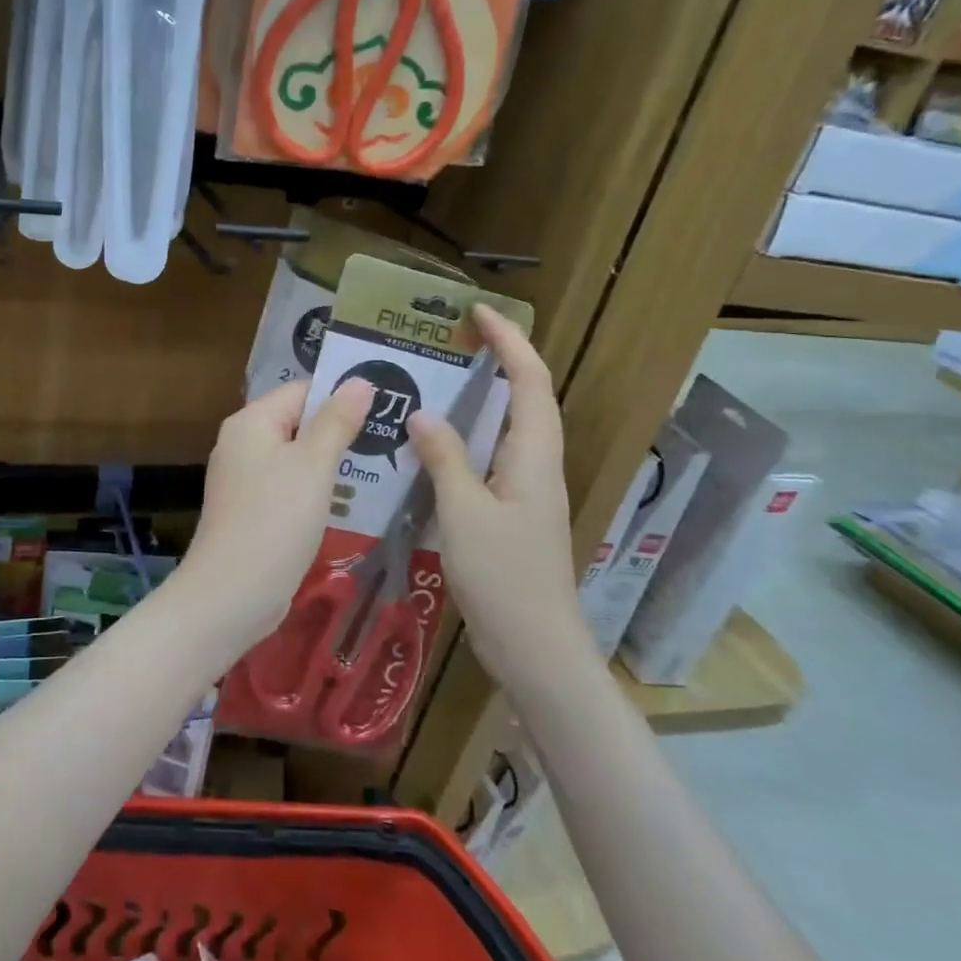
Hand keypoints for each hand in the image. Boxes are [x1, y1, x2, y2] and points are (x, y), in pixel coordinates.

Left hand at [182, 377, 373, 660]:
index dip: (343, 394)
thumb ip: (336, 421)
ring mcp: (245, 479)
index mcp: (251, 422)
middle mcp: (243, 443)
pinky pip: (291, 487)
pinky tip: (352, 500)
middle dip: (343, 430)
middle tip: (393, 437)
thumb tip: (359, 381)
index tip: (387, 404)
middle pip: (300, 423)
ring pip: (298, 458)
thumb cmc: (275, 520)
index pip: (302, 391)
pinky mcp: (253, 510)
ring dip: (334, 462)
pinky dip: (319, 489)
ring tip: (384, 466)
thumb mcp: (313, 465)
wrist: (232, 594)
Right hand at [407, 307, 587, 683]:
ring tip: (440, 380)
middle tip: (452, 341)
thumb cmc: (503, 577)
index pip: (529, 381)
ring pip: (510, 427)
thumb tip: (423, 414)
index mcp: (534, 457)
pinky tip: (435, 444)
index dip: (509, 342)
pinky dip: (469, 436)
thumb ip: (444, 459)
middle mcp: (537, 465)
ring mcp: (527, 490)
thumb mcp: (464, 513)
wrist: (535, 646)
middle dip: (500, 359)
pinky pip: (492, 456)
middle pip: (527, 397)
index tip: (477, 313)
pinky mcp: (512, 511)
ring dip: (485, 396)